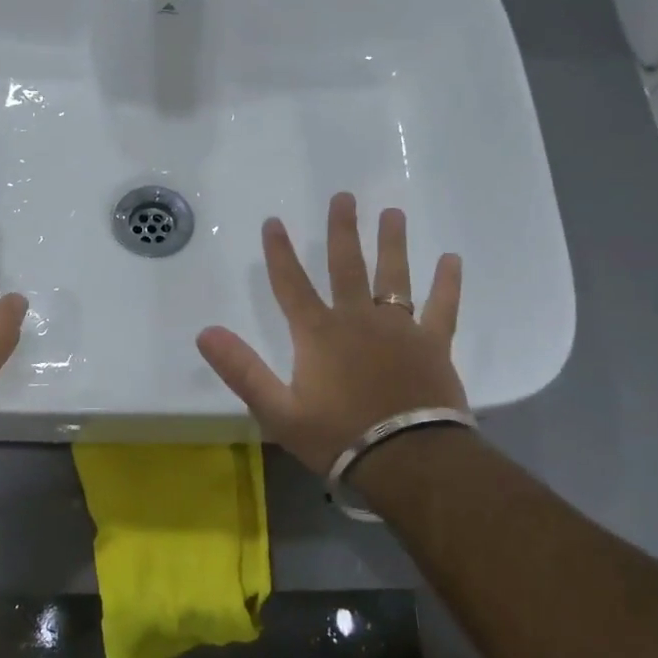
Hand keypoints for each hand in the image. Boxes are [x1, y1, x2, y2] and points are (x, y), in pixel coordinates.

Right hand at [197, 193, 465, 474]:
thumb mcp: (277, 411)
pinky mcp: (433, 344)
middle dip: (342, 231)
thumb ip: (242, 370)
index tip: (274, 221)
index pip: (291, 284)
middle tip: (345, 196)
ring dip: (392, 243)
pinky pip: (442, 307)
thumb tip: (205, 332)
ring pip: (394, 276)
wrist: (408, 461)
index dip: (280, 252)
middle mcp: (358, 320)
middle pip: (347, 266)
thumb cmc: (338, 437)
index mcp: (319, 334)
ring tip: (393, 212)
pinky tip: (452, 260)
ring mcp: (400, 329)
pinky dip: (447, 283)